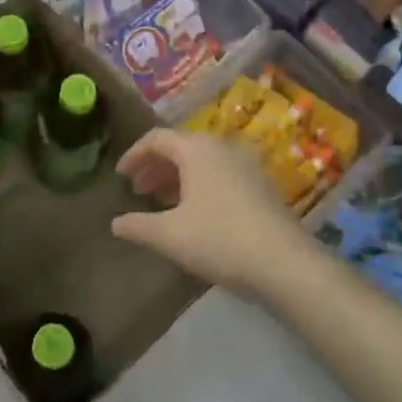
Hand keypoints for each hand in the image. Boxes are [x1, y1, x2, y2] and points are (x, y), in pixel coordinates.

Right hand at [109, 129, 316, 296]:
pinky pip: (221, 174)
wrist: (285, 262)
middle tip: (138, 191)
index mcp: (197, 149)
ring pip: (203, 161)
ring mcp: (247, 164)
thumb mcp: (170, 235)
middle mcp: (223, 147)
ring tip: (162, 202)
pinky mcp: (262, 185)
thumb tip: (115, 223)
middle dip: (155, 167)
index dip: (134, 155)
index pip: (157, 138)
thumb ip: (138, 226)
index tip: (119, 176)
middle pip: (181, 147)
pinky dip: (200, 185)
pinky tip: (195, 213)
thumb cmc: (220, 239)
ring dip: (178, 177)